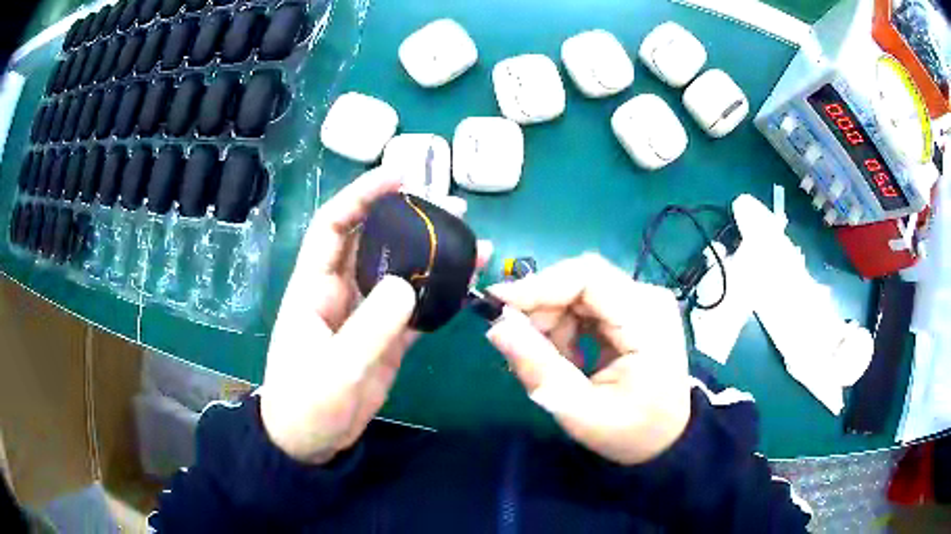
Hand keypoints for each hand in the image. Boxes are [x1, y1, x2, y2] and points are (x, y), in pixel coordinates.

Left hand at [260, 169, 488, 463]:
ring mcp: (366, 315)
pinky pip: (414, 307)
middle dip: (410, 218)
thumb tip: (405, 284)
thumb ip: (370, 328)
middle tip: (453, 208)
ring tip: (473, 242)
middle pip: (376, 241)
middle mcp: (341, 291)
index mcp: (315, 288)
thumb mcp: (334, 370)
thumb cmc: (306, 405)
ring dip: (433, 255)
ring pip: (401, 272)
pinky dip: (439, 294)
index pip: (336, 226)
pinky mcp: (384, 338)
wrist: (310, 443)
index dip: (363, 195)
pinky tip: (465, 284)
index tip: (400, 176)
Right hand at [486, 254, 691, 465]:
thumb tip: (497, 326)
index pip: (588, 277)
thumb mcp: (579, 411)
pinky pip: (587, 302)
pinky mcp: (634, 308)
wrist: (665, 438)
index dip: (540, 284)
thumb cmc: (629, 431)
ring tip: (550, 360)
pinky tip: (569, 356)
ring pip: (580, 289)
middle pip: (582, 280)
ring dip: (553, 319)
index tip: (499, 304)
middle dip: (543, 307)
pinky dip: (566, 325)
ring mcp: (643, 301)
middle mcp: (649, 299)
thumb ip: (539, 369)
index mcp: (647, 321)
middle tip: (520, 344)